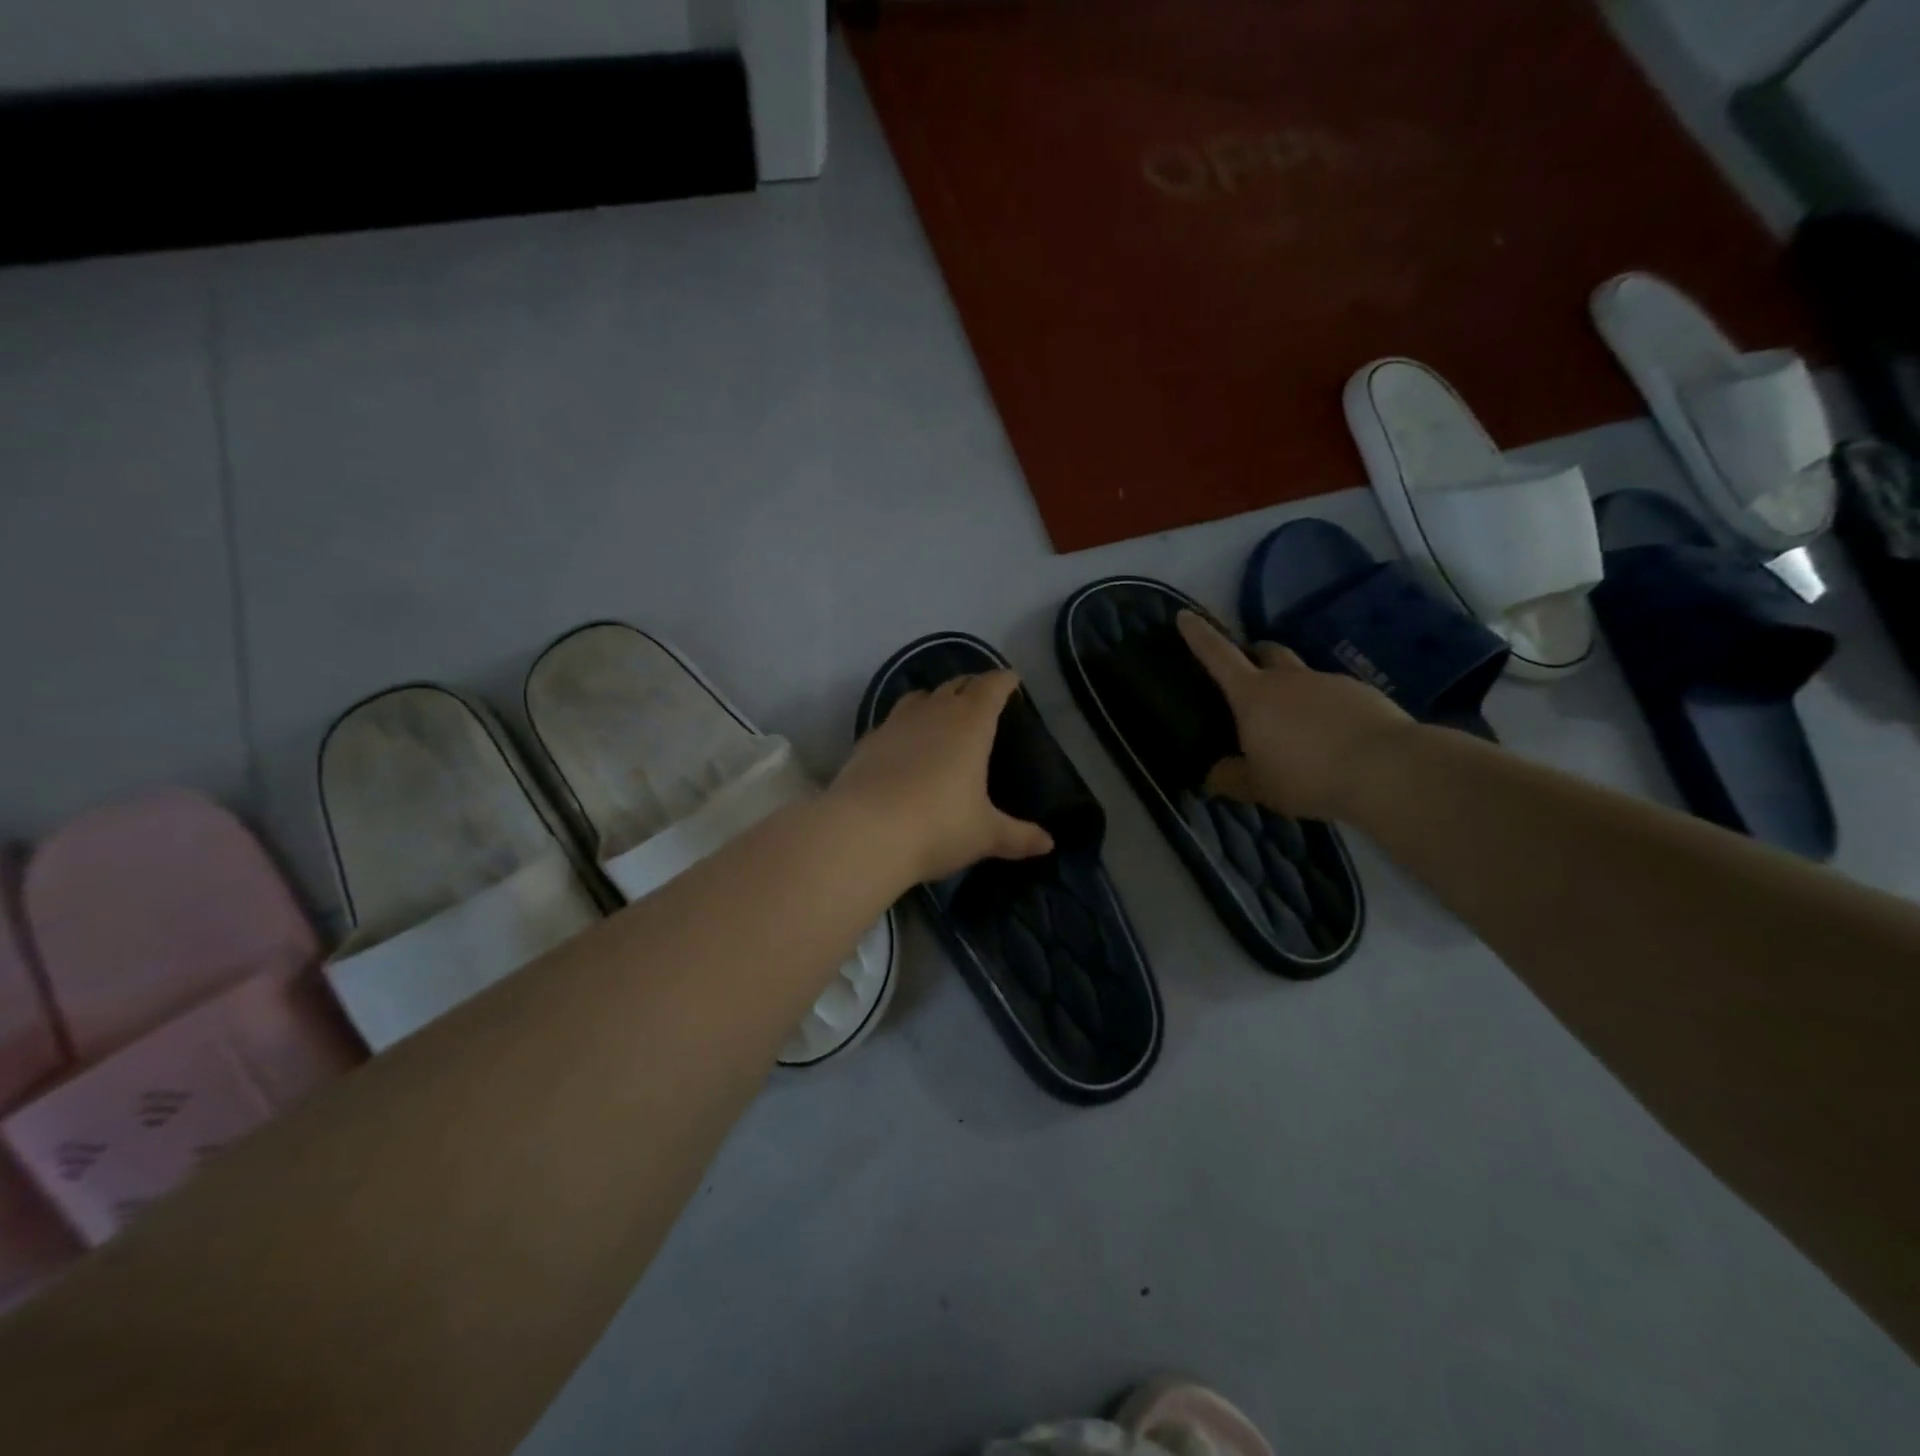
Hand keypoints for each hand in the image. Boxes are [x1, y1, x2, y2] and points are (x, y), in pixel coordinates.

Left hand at [831, 670, 1053, 884]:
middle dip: (972, 686)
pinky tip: (903, 745)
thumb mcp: (984, 834)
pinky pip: (892, 722)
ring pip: (919, 698)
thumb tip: (1048, 843)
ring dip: (935, 700)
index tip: (1012, 680)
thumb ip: (1018, 836)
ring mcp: (895, 724)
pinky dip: (904, 726)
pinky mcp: (867, 742)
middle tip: (982, 697)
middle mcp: (933, 713)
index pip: (991, 688)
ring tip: (942, 714)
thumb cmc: (937, 827)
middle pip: (956, 685)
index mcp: (970, 724)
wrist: (864, 833)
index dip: (1004, 681)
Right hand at [1177, 611, 1419, 821]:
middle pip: (1267, 651)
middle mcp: (1289, 679)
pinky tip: (1334, 740)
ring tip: (1298, 728)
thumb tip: (1214, 775)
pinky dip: (1326, 710)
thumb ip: (1231, 778)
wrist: (1387, 770)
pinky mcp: (1364, 694)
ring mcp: (1329, 681)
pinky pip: (1335, 695)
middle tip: (1250, 674)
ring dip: (1294, 691)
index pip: (1219, 656)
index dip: (1200, 636)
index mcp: (1253, 695)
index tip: (1186, 615)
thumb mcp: (1258, 786)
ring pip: (1303, 676)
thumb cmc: (1306, 775)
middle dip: (1255, 654)